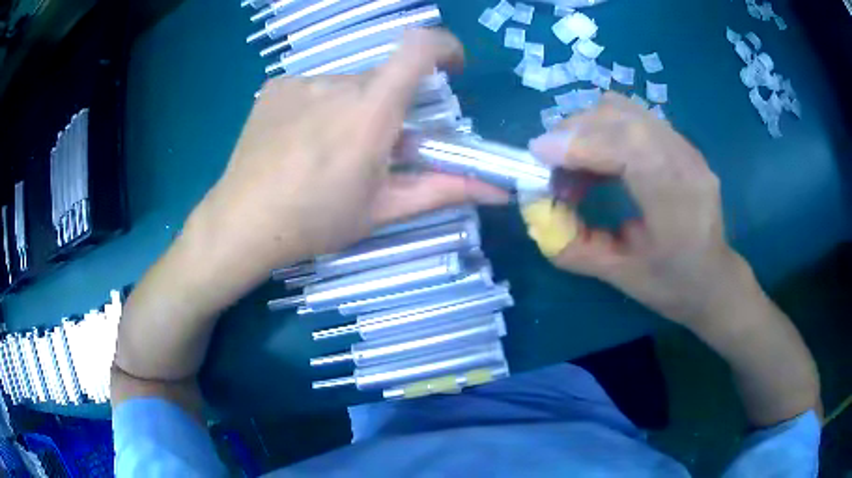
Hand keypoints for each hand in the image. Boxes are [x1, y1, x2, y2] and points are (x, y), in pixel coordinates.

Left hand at [191, 29, 507, 285]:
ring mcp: (301, 82)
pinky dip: (319, 109)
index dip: (445, 46)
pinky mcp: (275, 87)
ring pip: (345, 87)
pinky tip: (298, 143)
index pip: (418, 49)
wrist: (242, 222)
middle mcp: (337, 84)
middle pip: (382, 80)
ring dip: (351, 111)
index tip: (452, 67)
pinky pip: (312, 89)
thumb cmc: (316, 221)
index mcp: (370, 112)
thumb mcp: (384, 209)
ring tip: (326, 153)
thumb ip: (444, 190)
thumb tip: (498, 191)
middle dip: (389, 109)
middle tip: (372, 151)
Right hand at [529, 93, 739, 325]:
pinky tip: (600, 158)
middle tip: (552, 166)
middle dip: (574, 131)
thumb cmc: (672, 285)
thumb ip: (574, 246)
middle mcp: (685, 162)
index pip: (627, 147)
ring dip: (588, 127)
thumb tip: (536, 212)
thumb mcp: (619, 276)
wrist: (715, 279)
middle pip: (621, 117)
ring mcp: (686, 146)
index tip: (538, 153)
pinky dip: (605, 128)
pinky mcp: (679, 142)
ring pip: (625, 110)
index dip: (579, 143)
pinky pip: (633, 117)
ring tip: (575, 162)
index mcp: (677, 201)